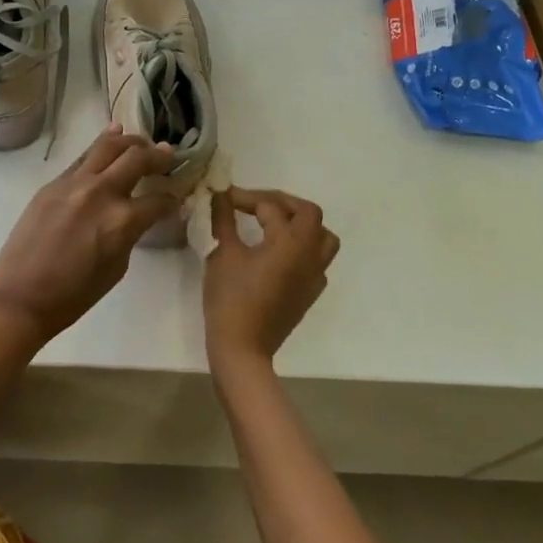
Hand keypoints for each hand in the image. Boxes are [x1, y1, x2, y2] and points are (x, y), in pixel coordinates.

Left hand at [0, 125, 180, 349]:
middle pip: (138, 158)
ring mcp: (74, 183)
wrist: (19, 297)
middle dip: (159, 156)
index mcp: (122, 221)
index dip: (173, 200)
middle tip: (168, 156)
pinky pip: (83, 157)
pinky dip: (102, 144)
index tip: (176, 200)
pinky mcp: (53, 183)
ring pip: (109, 146)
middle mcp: (101, 192)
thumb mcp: (116, 268)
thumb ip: (131, 234)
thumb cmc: (73, 296)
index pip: (159, 200)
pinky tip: (112, 135)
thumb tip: (140, 217)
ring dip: (131, 141)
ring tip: (143, 142)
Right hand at [203, 188, 340, 377]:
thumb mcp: (222, 253)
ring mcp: (315, 275)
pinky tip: (278, 253)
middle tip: (254, 204)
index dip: (244, 198)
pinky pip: (317, 260)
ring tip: (275, 225)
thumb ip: (223, 219)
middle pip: (309, 213)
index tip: (223, 197)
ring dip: (301, 224)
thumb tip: (219, 195)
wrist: (243, 348)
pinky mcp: (311, 292)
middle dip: (281, 203)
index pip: (270, 207)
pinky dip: (302, 248)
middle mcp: (310, 254)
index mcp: (290, 242)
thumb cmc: (231, 298)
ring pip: (323, 237)